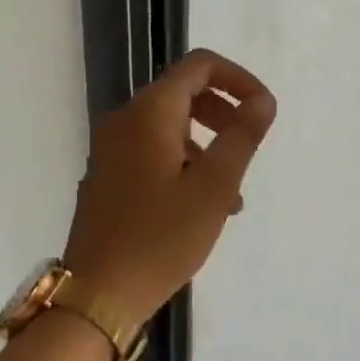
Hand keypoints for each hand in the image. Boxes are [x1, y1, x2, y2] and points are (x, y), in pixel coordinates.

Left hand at [64, 49, 276, 329]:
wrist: (97, 295)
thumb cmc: (161, 237)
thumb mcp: (214, 187)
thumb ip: (242, 136)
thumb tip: (262, 100)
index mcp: (150, 111)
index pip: (200, 65)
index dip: (238, 79)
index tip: (262, 110)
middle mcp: (125, 118)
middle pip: (184, 92)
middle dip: (223, 113)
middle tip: (247, 147)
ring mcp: (111, 147)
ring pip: (170, 126)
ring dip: (206, 145)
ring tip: (232, 195)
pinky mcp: (107, 174)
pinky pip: (152, 150)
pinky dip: (183, 162)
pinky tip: (201, 207)